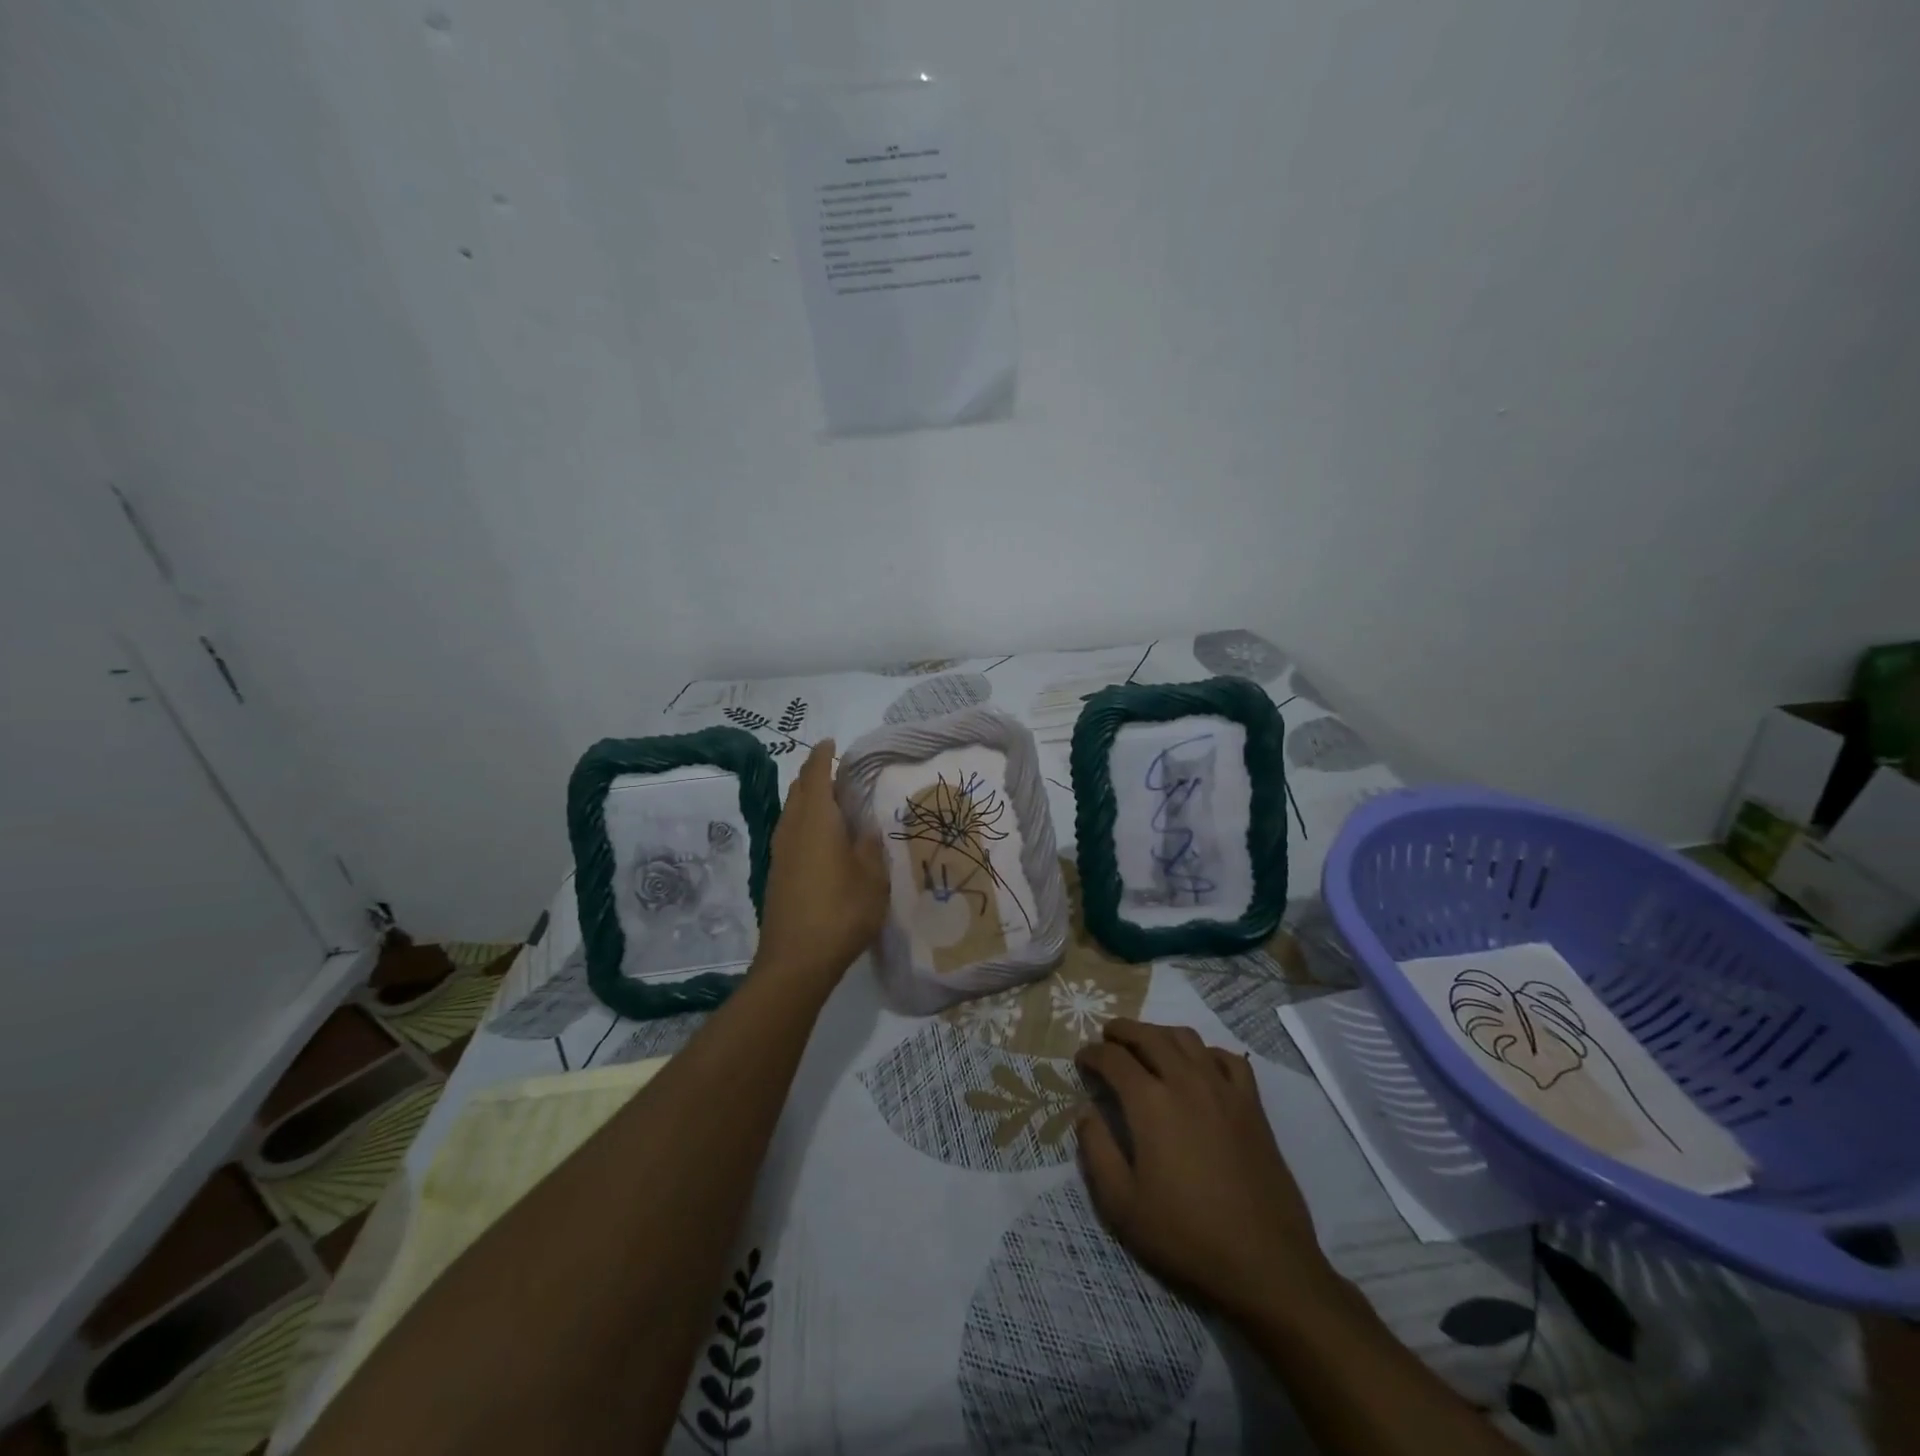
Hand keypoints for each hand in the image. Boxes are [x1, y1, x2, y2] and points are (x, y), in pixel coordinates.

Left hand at [754, 740, 889, 992]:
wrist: (796, 961)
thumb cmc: (841, 911)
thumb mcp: (872, 877)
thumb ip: (870, 846)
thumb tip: (867, 827)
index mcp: (817, 819)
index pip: (816, 774)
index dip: (823, 755)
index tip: (832, 743)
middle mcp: (792, 828)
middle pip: (799, 789)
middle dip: (815, 775)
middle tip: (840, 773)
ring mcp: (780, 851)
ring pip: (791, 811)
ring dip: (808, 800)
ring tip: (834, 803)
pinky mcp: (777, 873)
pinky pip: (790, 832)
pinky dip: (805, 822)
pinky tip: (822, 839)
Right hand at [1075, 1020, 1338, 1327]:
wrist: (1265, 1262)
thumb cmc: (1186, 1235)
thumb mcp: (1122, 1205)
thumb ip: (1096, 1151)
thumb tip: (1085, 1113)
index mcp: (1150, 1103)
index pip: (1113, 1059)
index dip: (1092, 1054)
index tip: (1082, 1059)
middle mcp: (1185, 1082)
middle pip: (1149, 1036)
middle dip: (1122, 1030)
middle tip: (1107, 1036)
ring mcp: (1223, 1090)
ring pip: (1187, 1038)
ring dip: (1160, 1033)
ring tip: (1147, 1044)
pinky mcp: (1252, 1105)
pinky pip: (1228, 1059)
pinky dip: (1206, 1052)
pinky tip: (1199, 1066)